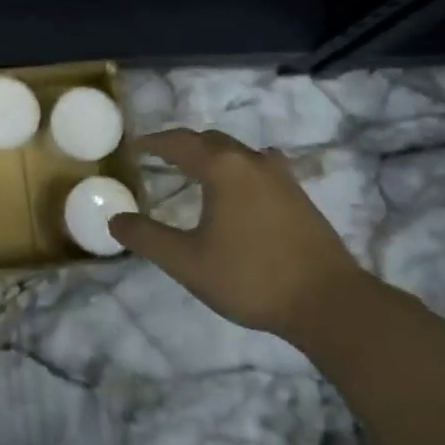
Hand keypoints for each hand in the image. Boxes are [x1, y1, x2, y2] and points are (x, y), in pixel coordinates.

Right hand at [109, 128, 368, 339]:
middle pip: (210, 140)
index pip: (179, 142)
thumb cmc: (251, 278)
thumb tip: (114, 220)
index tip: (135, 147)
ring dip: (213, 154)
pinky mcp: (298, 196)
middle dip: (182, 145)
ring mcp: (280, 176)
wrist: (329, 303)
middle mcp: (251, 161)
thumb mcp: (187, 263)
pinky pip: (260, 165)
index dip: (154, 143)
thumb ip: (147, 238)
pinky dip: (239, 167)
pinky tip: (243, 185)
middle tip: (160, 158)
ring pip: (238, 151)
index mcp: (222, 168)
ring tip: (197, 170)